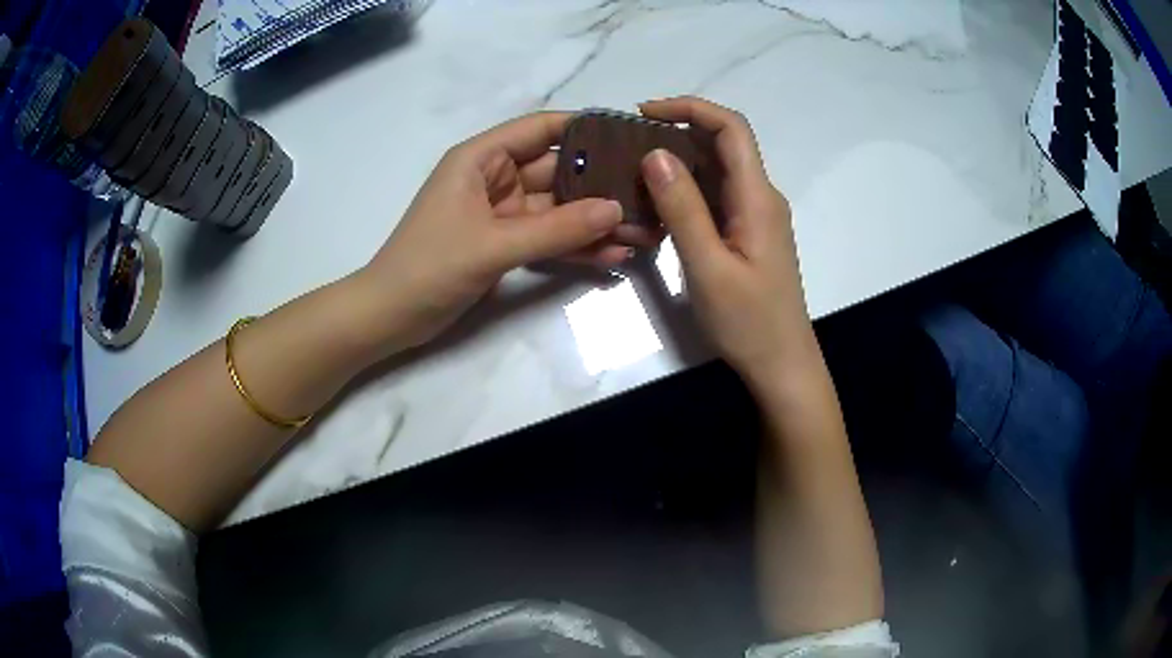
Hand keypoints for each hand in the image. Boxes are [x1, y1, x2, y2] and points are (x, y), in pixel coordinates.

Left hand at [357, 112, 653, 351]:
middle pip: (558, 171)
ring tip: (644, 233)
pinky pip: (548, 238)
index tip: (630, 136)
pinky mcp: (506, 243)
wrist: (391, 316)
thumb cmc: (429, 266)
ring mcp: (502, 213)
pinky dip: (576, 246)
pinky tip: (613, 257)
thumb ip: (556, 229)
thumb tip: (616, 210)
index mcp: (481, 158)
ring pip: (558, 209)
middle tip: (651, 196)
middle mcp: (495, 178)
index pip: (541, 129)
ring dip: (596, 221)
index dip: (585, 128)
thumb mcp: (493, 244)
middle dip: (602, 185)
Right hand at [639, 97, 816, 385]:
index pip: (731, 128)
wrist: (782, 365)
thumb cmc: (749, 322)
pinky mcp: (749, 233)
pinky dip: (687, 189)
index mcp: (757, 197)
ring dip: (679, 161)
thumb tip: (655, 154)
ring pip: (718, 169)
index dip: (691, 107)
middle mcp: (761, 196)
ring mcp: (756, 215)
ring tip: (633, 171)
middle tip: (628, 145)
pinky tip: (658, 204)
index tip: (645, 113)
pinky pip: (717, 196)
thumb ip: (683, 208)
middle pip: (723, 143)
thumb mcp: (708, 266)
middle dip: (678, 131)